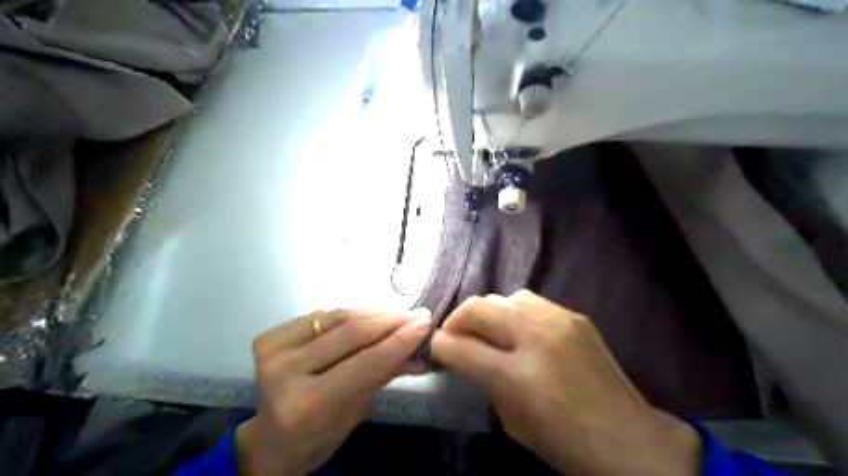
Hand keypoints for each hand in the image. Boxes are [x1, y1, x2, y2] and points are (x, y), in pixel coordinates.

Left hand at [239, 308, 433, 475]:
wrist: (271, 439)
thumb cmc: (319, 437)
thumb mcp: (357, 412)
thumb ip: (384, 375)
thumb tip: (419, 352)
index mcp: (307, 405)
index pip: (366, 363)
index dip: (399, 340)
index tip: (426, 323)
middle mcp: (284, 372)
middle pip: (352, 333)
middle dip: (391, 320)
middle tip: (418, 315)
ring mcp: (273, 350)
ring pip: (339, 317)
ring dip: (375, 313)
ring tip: (400, 313)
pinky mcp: (270, 335)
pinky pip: (323, 315)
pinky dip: (352, 313)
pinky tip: (372, 316)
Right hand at [432, 289, 702, 474]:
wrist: (631, 440)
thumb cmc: (567, 444)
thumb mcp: (514, 423)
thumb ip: (486, 384)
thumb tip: (468, 357)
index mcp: (518, 377)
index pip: (460, 348)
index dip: (439, 346)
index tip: (436, 349)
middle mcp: (535, 338)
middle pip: (476, 308)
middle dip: (456, 320)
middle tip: (455, 336)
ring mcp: (558, 321)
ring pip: (503, 297)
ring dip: (487, 313)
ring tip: (489, 331)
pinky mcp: (574, 315)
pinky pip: (529, 300)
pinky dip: (513, 311)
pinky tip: (520, 329)